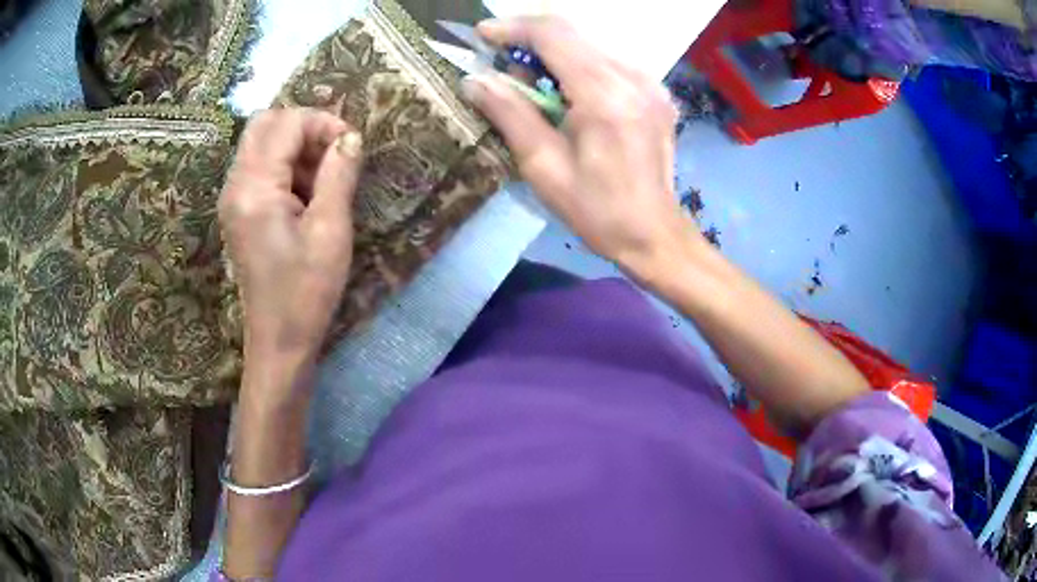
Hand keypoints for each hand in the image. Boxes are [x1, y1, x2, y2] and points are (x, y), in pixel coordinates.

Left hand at [220, 108, 362, 380]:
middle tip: (335, 152)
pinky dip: (285, 165)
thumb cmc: (306, 290)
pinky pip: (259, 166)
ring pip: (261, 143)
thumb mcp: (330, 230)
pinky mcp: (238, 210)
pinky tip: (306, 193)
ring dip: (296, 146)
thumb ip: (339, 174)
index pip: (286, 123)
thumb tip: (351, 137)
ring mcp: (233, 197)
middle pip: (265, 124)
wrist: (279, 340)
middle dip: (305, 127)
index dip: (323, 123)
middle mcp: (235, 184)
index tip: (352, 145)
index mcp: (255, 187)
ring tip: (325, 177)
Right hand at [464, 17, 695, 277]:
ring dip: (554, 52)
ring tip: (530, 81)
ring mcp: (651, 82)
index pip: (553, 35)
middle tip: (501, 61)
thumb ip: (509, 114)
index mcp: (604, 95)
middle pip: (573, 33)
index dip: (512, 28)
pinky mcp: (656, 91)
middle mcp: (632, 77)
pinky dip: (580, 65)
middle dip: (530, 39)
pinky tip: (567, 91)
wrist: (653, 232)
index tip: (483, 35)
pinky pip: (610, 61)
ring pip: (591, 44)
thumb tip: (474, 80)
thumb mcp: (543, 166)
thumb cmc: (596, 209)